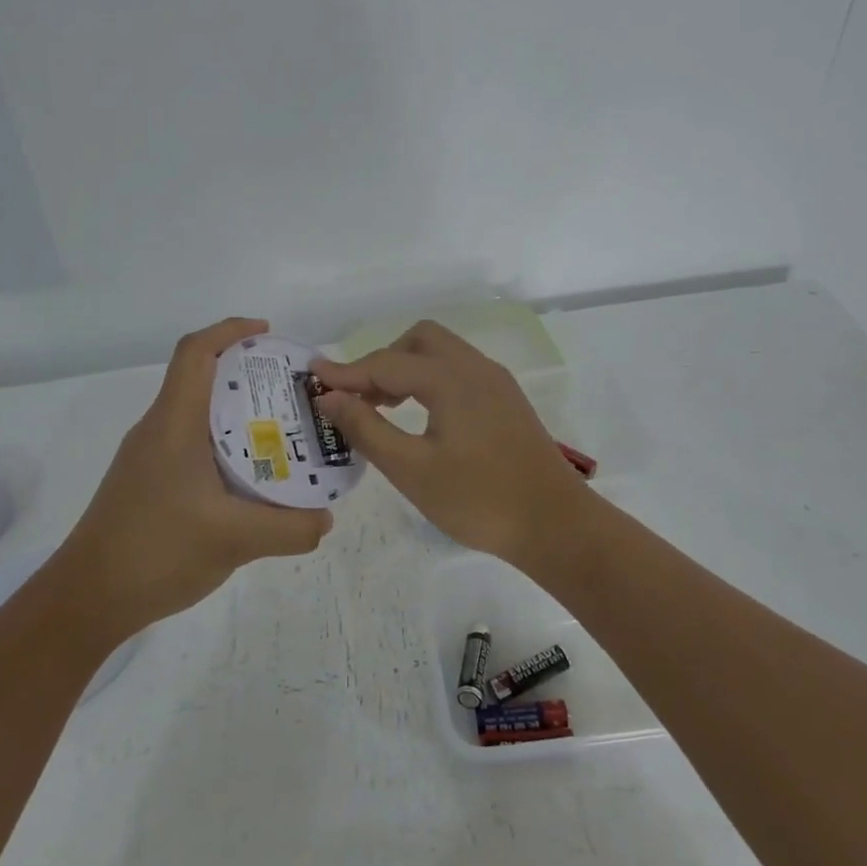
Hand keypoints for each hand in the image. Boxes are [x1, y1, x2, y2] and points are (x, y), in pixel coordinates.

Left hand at [62, 318, 332, 640]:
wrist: (87, 598)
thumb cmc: (155, 552)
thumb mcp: (234, 540)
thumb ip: (290, 528)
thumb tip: (326, 518)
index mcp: (174, 424)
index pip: (196, 352)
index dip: (231, 330)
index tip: (269, 334)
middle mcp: (158, 430)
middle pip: (201, 379)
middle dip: (247, 375)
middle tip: (294, 393)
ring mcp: (149, 457)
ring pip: (198, 416)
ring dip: (238, 415)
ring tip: (283, 434)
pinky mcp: (148, 482)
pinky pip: (192, 446)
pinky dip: (225, 446)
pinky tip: (250, 479)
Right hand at [311, 321, 589, 566]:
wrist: (554, 524)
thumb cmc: (477, 499)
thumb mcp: (411, 469)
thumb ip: (367, 428)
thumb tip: (330, 397)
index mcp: (450, 379)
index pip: (386, 363)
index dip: (346, 372)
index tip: (312, 377)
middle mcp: (475, 368)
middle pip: (418, 341)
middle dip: (382, 361)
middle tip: (360, 398)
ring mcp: (496, 382)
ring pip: (442, 354)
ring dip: (407, 369)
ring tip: (384, 407)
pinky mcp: (506, 400)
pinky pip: (459, 372)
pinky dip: (431, 381)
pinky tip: (422, 417)